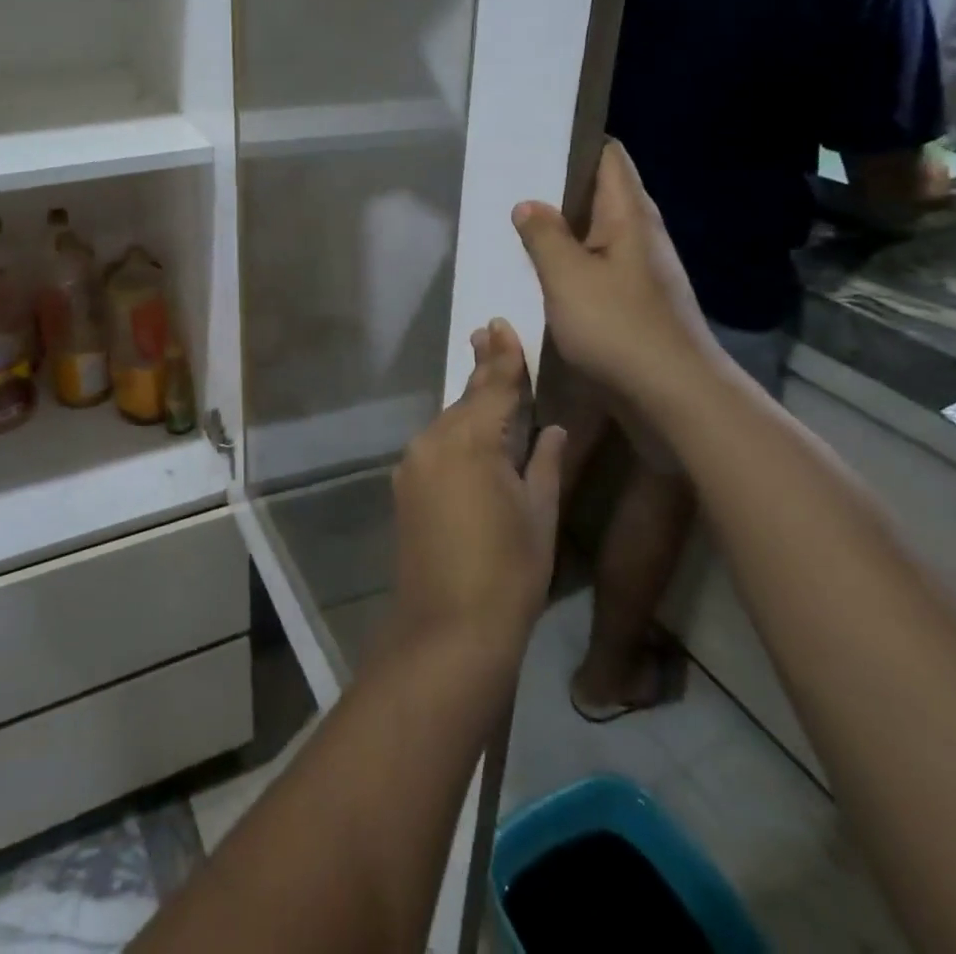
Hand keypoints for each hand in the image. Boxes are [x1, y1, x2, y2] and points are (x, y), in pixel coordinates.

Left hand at [390, 320, 565, 668]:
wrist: (447, 628)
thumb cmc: (509, 572)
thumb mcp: (539, 514)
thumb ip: (544, 462)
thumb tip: (551, 429)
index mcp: (472, 440)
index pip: (493, 386)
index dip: (503, 357)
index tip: (500, 325)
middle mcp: (435, 441)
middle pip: (466, 399)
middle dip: (482, 370)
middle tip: (488, 334)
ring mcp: (414, 464)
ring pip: (449, 423)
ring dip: (469, 405)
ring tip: (486, 380)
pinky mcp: (404, 487)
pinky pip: (436, 448)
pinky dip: (456, 436)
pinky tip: (471, 438)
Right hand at [511, 139, 725, 406]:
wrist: (674, 397)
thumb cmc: (618, 328)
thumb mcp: (568, 277)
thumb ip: (544, 236)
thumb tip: (528, 204)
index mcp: (629, 216)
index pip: (607, 157)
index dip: (575, 143)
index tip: (533, 142)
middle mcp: (641, 236)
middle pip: (600, 194)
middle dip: (558, 188)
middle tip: (510, 185)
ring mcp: (641, 271)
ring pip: (596, 235)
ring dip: (561, 231)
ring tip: (516, 228)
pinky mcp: (635, 303)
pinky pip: (597, 269)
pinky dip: (570, 265)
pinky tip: (541, 277)